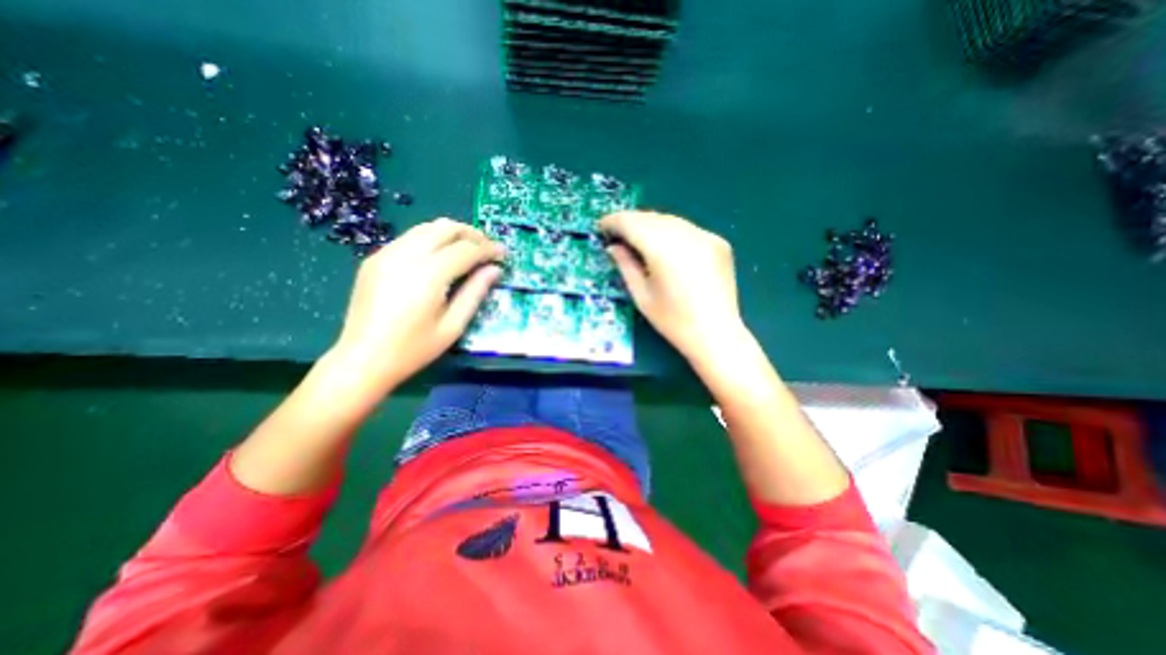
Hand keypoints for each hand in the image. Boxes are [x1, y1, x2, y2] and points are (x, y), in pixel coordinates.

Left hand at [333, 220, 505, 394]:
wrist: (362, 359)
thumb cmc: (413, 349)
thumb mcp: (453, 325)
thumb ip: (475, 293)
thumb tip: (494, 270)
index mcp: (428, 274)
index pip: (466, 249)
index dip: (488, 249)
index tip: (503, 253)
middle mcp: (406, 255)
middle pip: (446, 228)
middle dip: (472, 234)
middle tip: (487, 248)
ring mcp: (386, 254)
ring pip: (427, 228)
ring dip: (452, 234)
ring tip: (468, 250)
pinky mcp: (375, 259)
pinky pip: (410, 238)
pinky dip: (432, 240)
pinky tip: (440, 258)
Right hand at [601, 211, 747, 360]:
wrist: (716, 335)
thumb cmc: (673, 321)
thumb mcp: (642, 295)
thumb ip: (625, 265)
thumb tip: (614, 247)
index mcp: (663, 249)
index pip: (632, 223)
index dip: (614, 222)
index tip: (602, 226)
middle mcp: (686, 235)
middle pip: (651, 217)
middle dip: (631, 222)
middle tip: (618, 234)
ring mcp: (705, 236)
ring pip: (670, 220)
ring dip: (650, 225)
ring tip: (638, 239)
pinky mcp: (718, 242)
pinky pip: (687, 229)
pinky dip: (671, 233)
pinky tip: (666, 247)